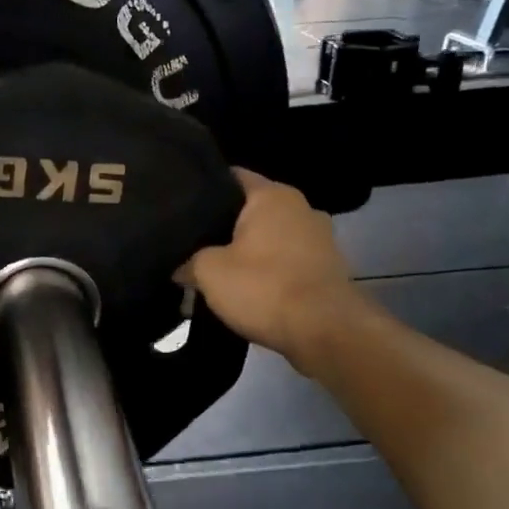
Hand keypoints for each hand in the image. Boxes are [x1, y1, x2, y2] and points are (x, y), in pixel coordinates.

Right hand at [177, 169, 354, 365]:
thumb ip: (189, 262)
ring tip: (217, 272)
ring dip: (248, 253)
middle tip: (191, 245)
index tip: (181, 207)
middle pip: (251, 211)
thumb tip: (180, 268)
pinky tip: (248, 291)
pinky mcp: (327, 268)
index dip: (204, 190)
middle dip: (224, 227)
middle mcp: (301, 207)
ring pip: (270, 238)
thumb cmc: (264, 287)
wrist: (325, 332)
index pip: (232, 177)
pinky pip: (286, 262)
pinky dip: (268, 273)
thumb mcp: (209, 273)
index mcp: (273, 195)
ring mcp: (320, 238)